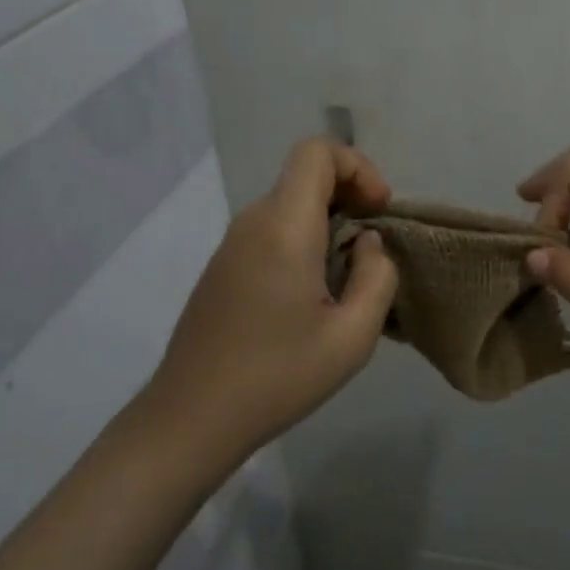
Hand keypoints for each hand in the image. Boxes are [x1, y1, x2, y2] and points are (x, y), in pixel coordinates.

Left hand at [144, 138, 397, 460]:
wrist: (191, 418)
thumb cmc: (277, 377)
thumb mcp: (352, 337)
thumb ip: (377, 277)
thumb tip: (368, 243)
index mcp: (284, 227)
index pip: (317, 152)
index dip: (358, 167)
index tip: (378, 211)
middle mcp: (253, 222)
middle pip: (305, 175)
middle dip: (350, 195)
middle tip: (373, 247)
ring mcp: (232, 244)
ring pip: (289, 203)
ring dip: (329, 222)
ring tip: (348, 276)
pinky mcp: (222, 266)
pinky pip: (272, 230)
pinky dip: (303, 240)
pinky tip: (312, 295)